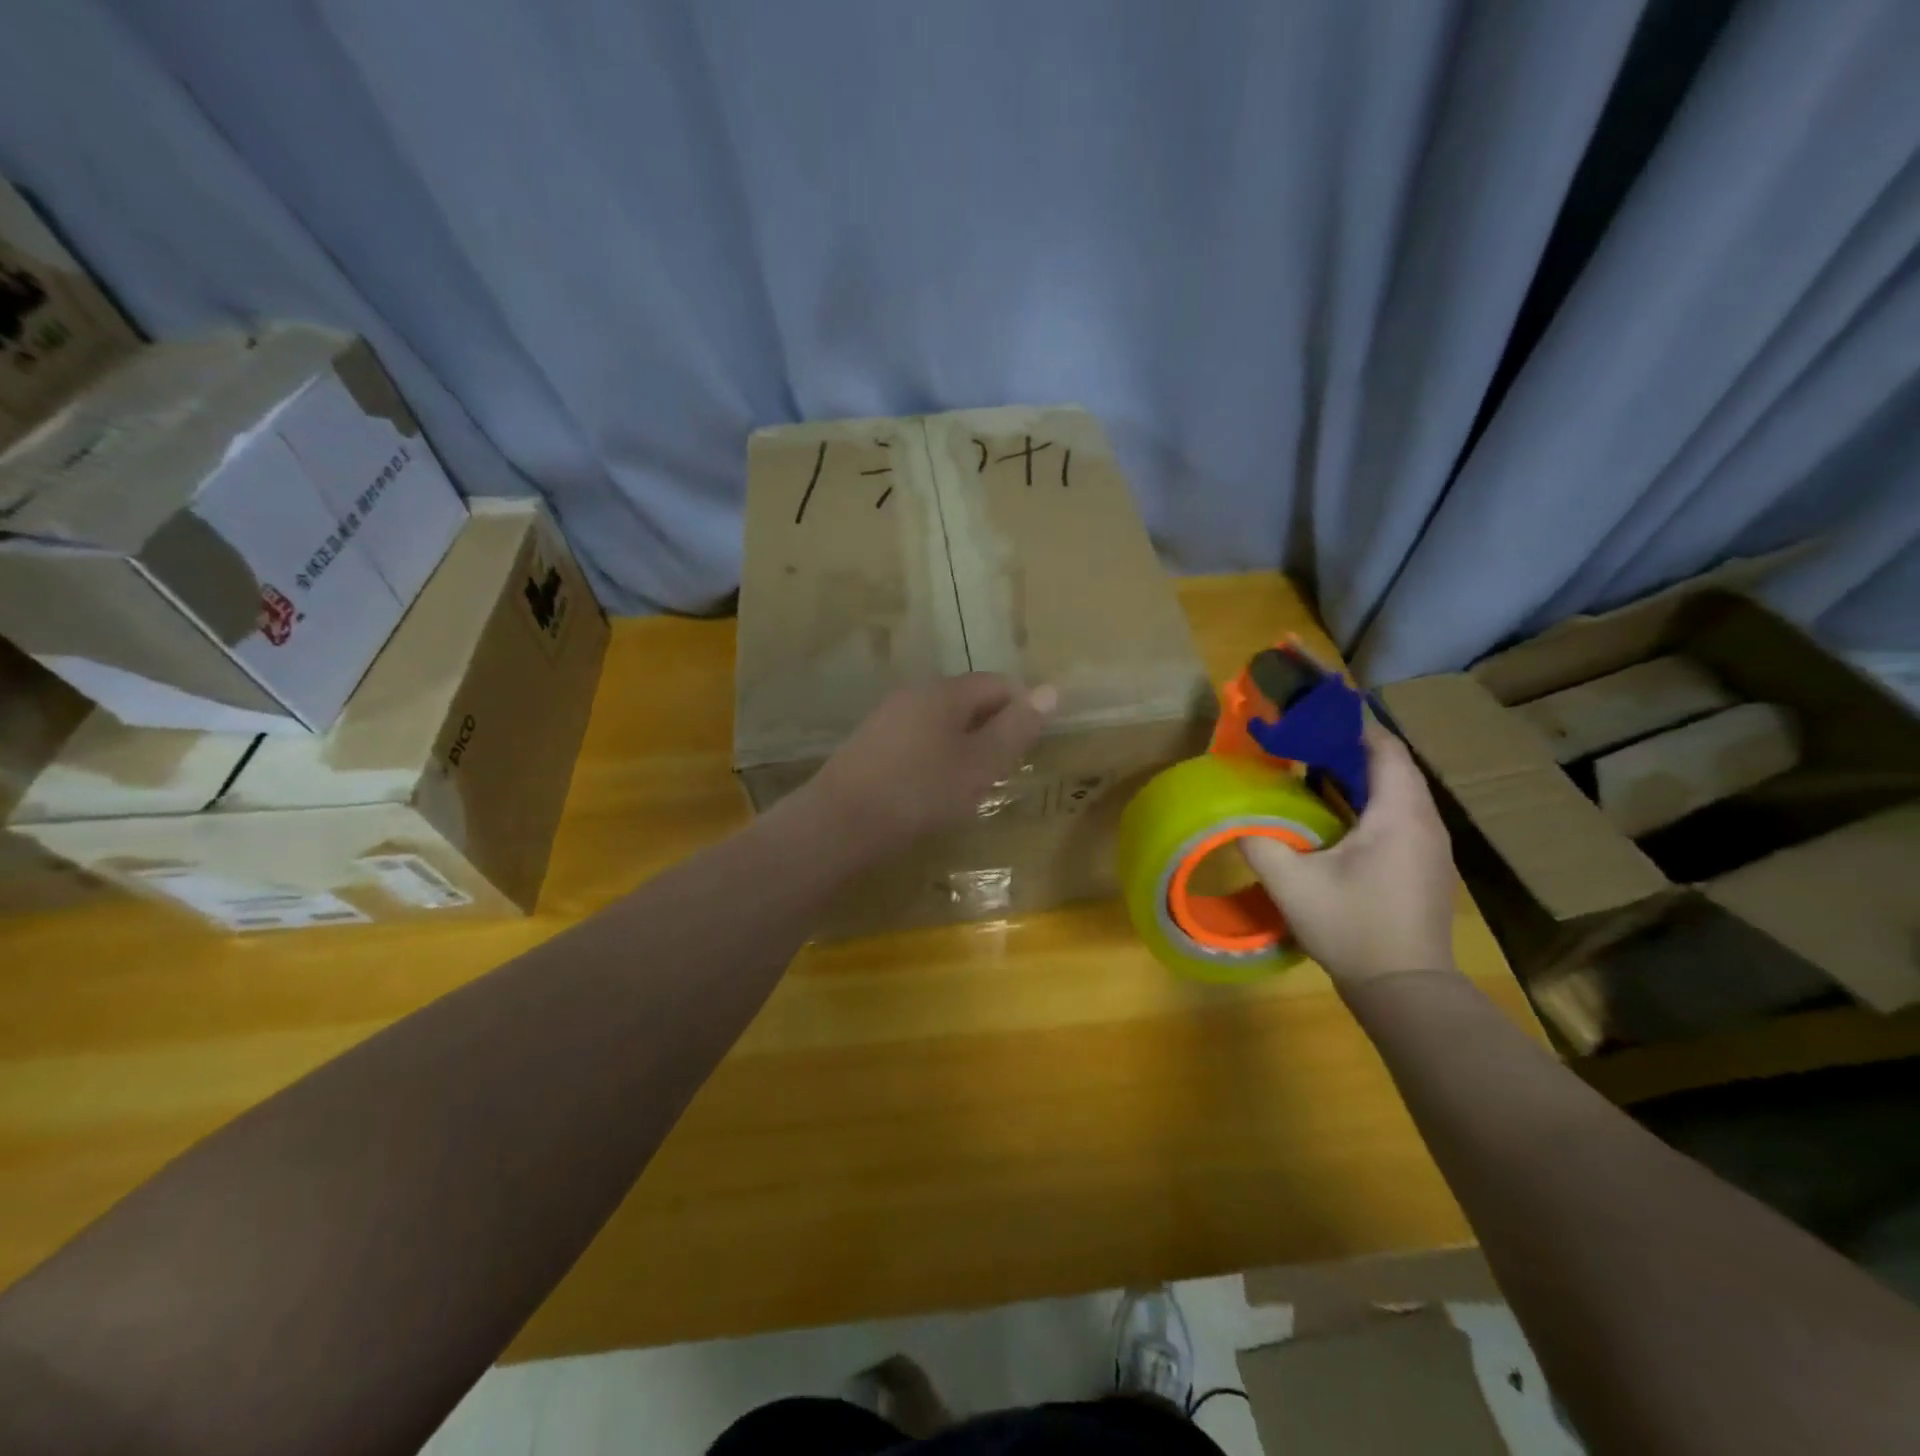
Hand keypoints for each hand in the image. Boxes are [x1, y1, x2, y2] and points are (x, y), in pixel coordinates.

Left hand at [806, 675, 1055, 850]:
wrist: (839, 825)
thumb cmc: (920, 793)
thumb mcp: (980, 765)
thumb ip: (1016, 728)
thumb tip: (1051, 691)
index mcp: (944, 692)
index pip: (998, 683)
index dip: (1022, 708)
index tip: (1030, 747)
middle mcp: (914, 694)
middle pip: (968, 700)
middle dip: (993, 729)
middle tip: (1004, 770)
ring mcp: (887, 718)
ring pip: (941, 722)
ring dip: (965, 746)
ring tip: (971, 785)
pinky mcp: (869, 745)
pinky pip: (917, 740)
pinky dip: (936, 758)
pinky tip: (932, 790)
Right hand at [1240, 718, 1457, 987]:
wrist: (1406, 989)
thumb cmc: (1353, 927)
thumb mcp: (1292, 884)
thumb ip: (1259, 843)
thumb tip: (1238, 819)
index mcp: (1399, 814)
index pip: (1383, 747)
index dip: (1350, 724)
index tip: (1311, 712)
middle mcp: (1424, 822)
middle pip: (1392, 765)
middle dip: (1348, 747)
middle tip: (1301, 739)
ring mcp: (1429, 846)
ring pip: (1396, 792)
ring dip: (1358, 775)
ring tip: (1312, 769)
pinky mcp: (1424, 865)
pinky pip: (1397, 815)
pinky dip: (1367, 801)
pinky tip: (1334, 815)